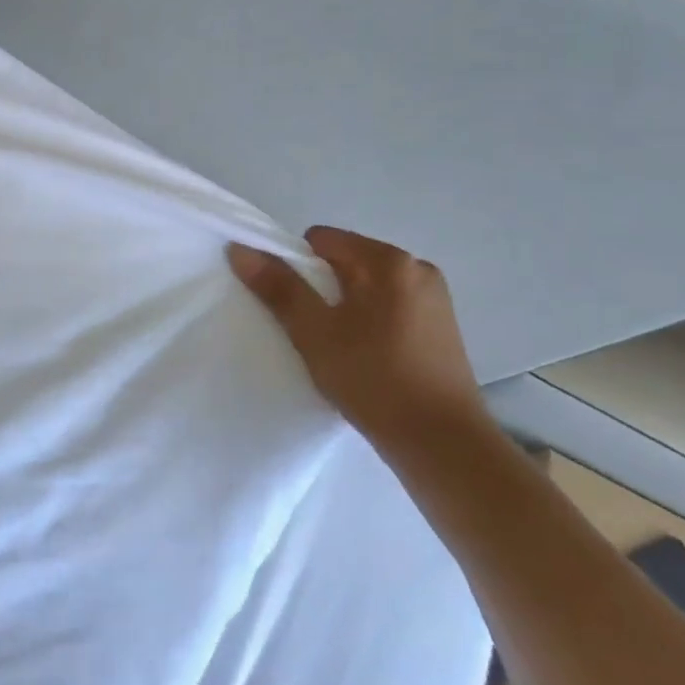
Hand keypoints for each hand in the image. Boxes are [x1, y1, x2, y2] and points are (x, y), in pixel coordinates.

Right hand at [227, 228, 483, 451]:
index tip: (295, 306)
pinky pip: (390, 306)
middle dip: (322, 288)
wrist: (443, 445)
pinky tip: (367, 357)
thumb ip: (278, 287)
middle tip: (313, 330)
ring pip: (367, 286)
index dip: (296, 267)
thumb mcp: (314, 332)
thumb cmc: (373, 380)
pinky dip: (370, 322)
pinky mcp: (443, 327)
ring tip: (339, 348)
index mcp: (388, 261)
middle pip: (346, 260)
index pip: (321, 240)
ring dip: (346, 306)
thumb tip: (241, 249)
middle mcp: (417, 268)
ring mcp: (435, 298)